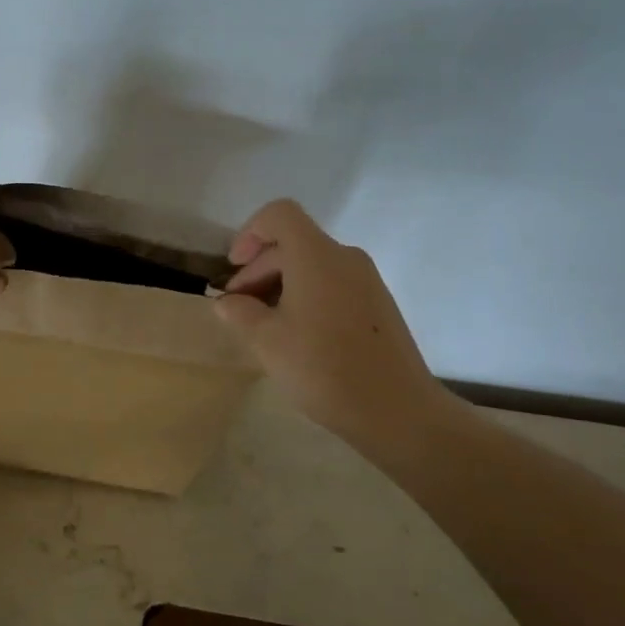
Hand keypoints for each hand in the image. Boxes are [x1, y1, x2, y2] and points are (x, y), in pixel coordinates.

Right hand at [213, 199, 463, 452]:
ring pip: (313, 266)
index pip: (280, 215)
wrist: (396, 411)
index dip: (250, 232)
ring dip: (280, 285)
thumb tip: (228, 302)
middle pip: (294, 243)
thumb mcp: (266, 341)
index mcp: (316, 256)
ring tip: (262, 325)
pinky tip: (296, 336)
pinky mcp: (378, 305)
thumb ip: (240, 313)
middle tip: (237, 308)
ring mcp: (367, 281)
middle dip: (258, 269)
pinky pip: (332, 285)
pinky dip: (305, 297)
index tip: (234, 267)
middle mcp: (345, 258)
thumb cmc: (323, 368)